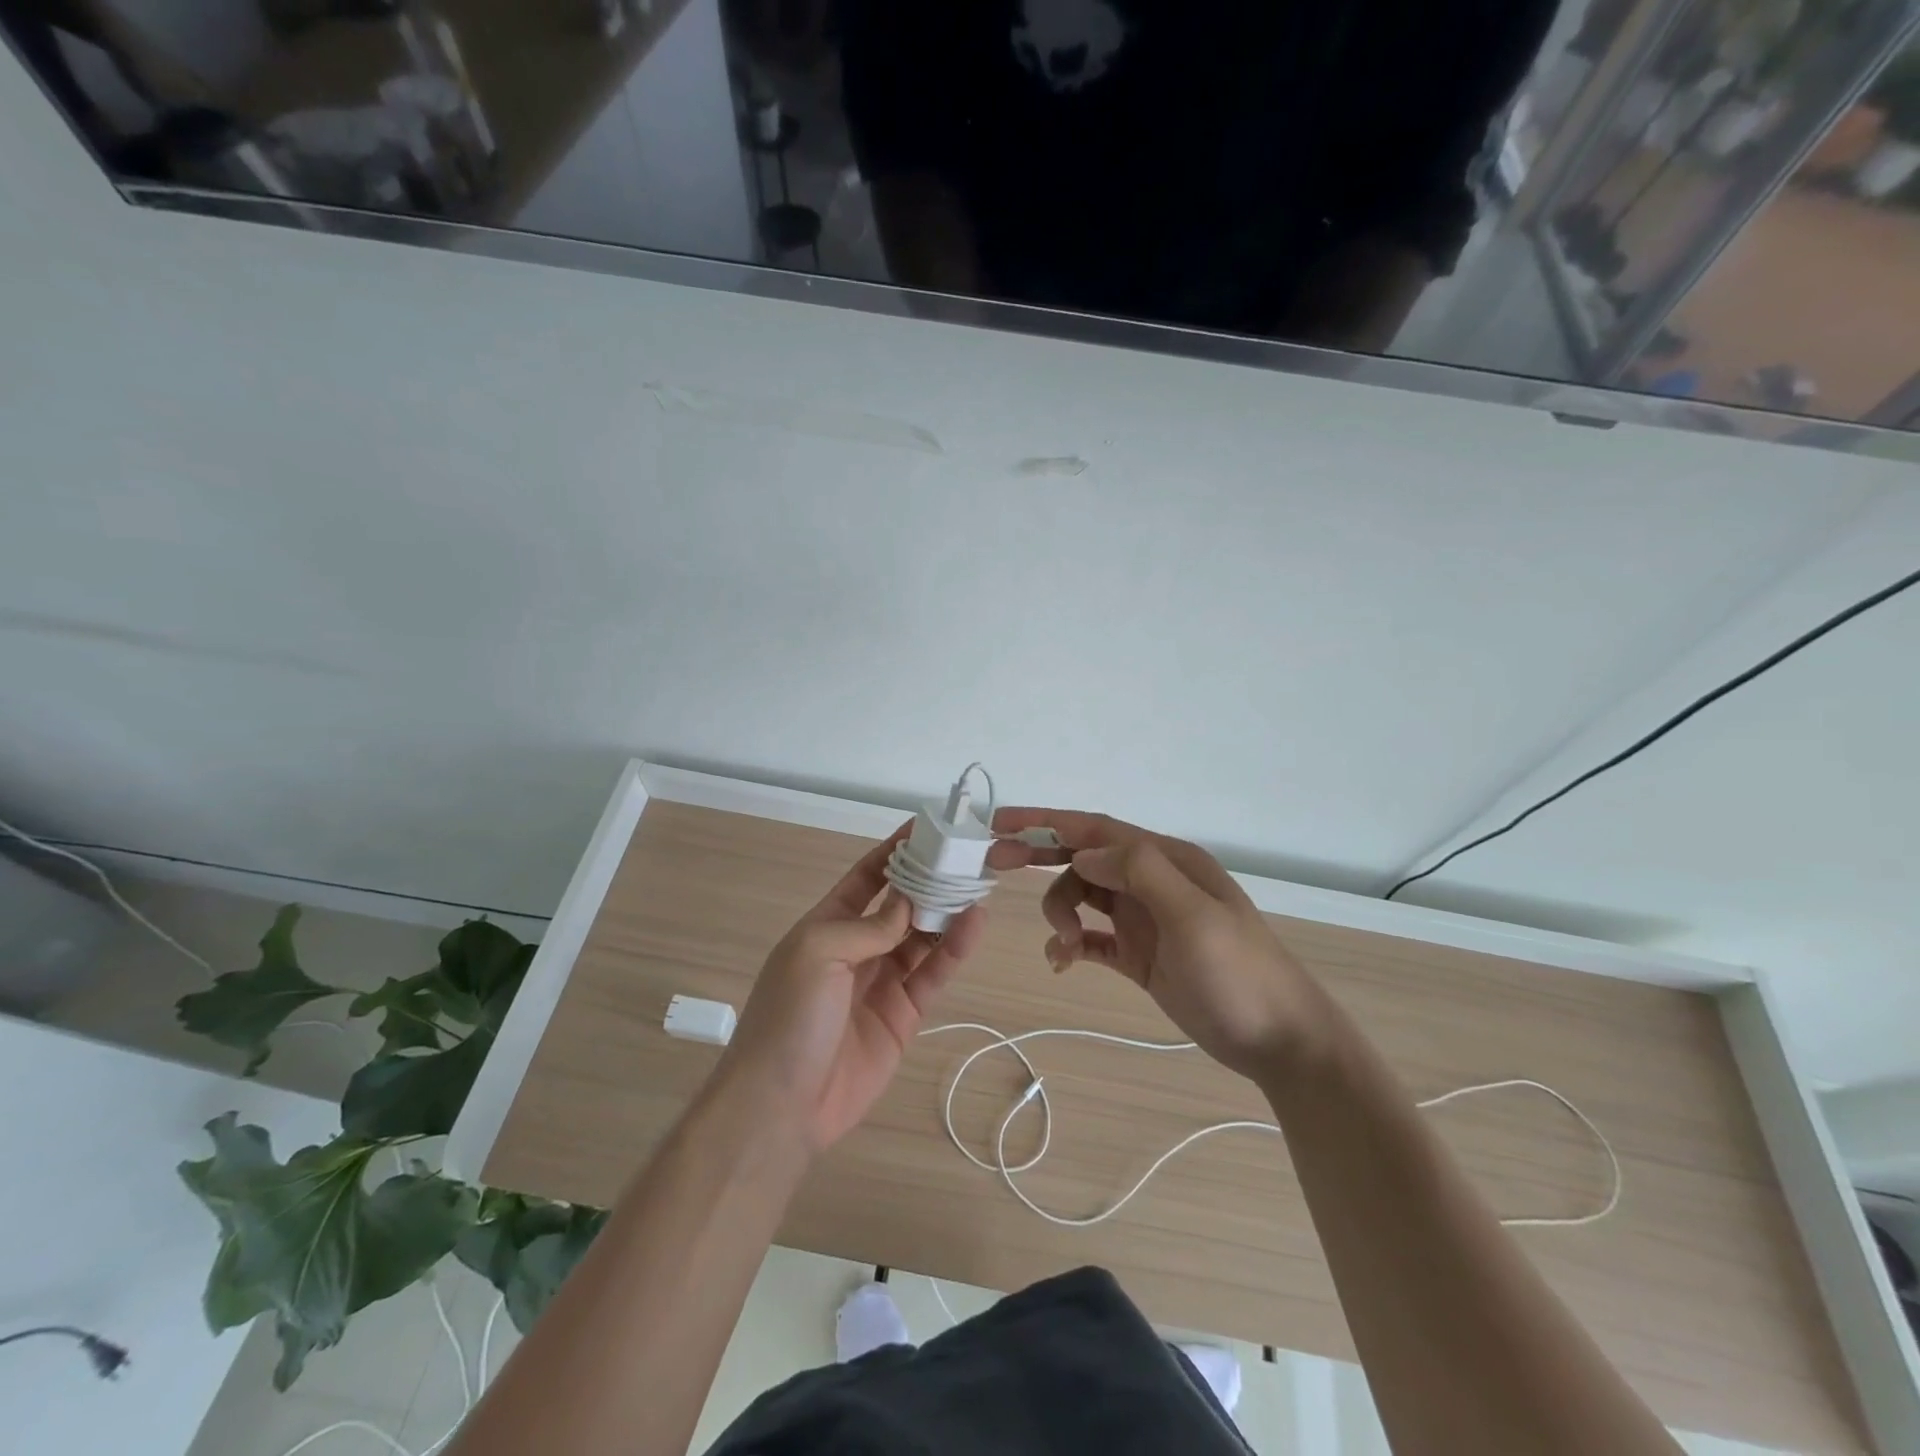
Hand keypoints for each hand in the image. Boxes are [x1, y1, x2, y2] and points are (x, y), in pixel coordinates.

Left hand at [717, 825, 984, 1152]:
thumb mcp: (817, 954)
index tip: (925, 829)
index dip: (892, 853)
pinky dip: (953, 950)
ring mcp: (881, 982)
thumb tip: (908, 904)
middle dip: (929, 882)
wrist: (781, 1107)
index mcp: (825, 926)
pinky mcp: (903, 1015)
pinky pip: (932, 974)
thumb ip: (867, 926)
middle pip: (900, 906)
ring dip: (947, 913)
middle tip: (965, 858)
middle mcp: (856, 949)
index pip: (865, 878)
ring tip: (978, 885)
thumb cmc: (788, 1017)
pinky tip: (973, 925)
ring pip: (922, 938)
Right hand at [991, 810, 1329, 1081]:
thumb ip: (1138, 871)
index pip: (1096, 829)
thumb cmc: (1239, 973)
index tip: (1001, 822)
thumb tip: (1082, 851)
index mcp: (1166, 860)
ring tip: (1062, 944)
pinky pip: (1091, 938)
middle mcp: (1151, 881)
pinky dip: (1070, 944)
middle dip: (1039, 855)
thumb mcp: (1193, 914)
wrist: (1278, 1040)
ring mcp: (1144, 919)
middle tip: (995, 862)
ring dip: (1060, 913)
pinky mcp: (1139, 955)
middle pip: (1082, 856)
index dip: (1047, 821)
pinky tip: (1061, 962)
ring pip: (1083, 897)